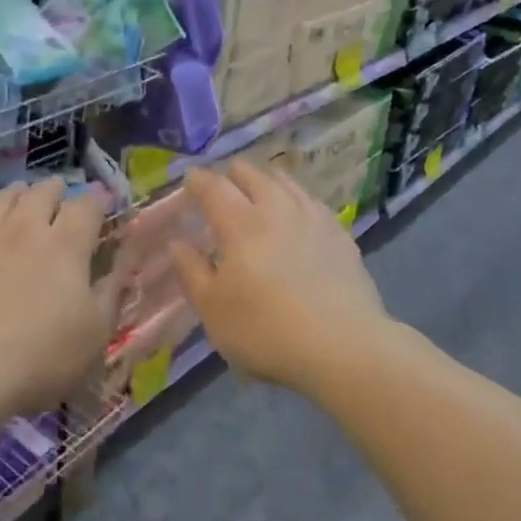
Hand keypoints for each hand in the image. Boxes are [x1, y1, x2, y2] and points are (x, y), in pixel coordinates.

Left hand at [0, 179, 119, 417]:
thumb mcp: (95, 333)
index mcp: (66, 244)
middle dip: (59, 193)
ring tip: (23, 205)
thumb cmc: (40, 358)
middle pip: (44, 190)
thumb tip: (126, 257)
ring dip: (20, 195)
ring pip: (4, 195)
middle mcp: (25, 226)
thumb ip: (112, 288)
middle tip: (62, 206)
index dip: (99, 202)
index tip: (104, 208)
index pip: (88, 205)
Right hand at [171, 163, 388, 390]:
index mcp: (240, 224)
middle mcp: (276, 210)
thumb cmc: (265, 330)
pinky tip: (301, 213)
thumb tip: (178, 243)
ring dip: (269, 180)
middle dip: (235, 174)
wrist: (343, 347)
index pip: (214, 187)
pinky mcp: (341, 236)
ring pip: (287, 184)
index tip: (190, 178)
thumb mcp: (212, 309)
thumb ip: (192, 271)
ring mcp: (313, 219)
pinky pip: (314, 203)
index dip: (199, 180)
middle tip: (226, 181)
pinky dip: (298, 200)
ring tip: (263, 187)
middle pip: (254, 176)